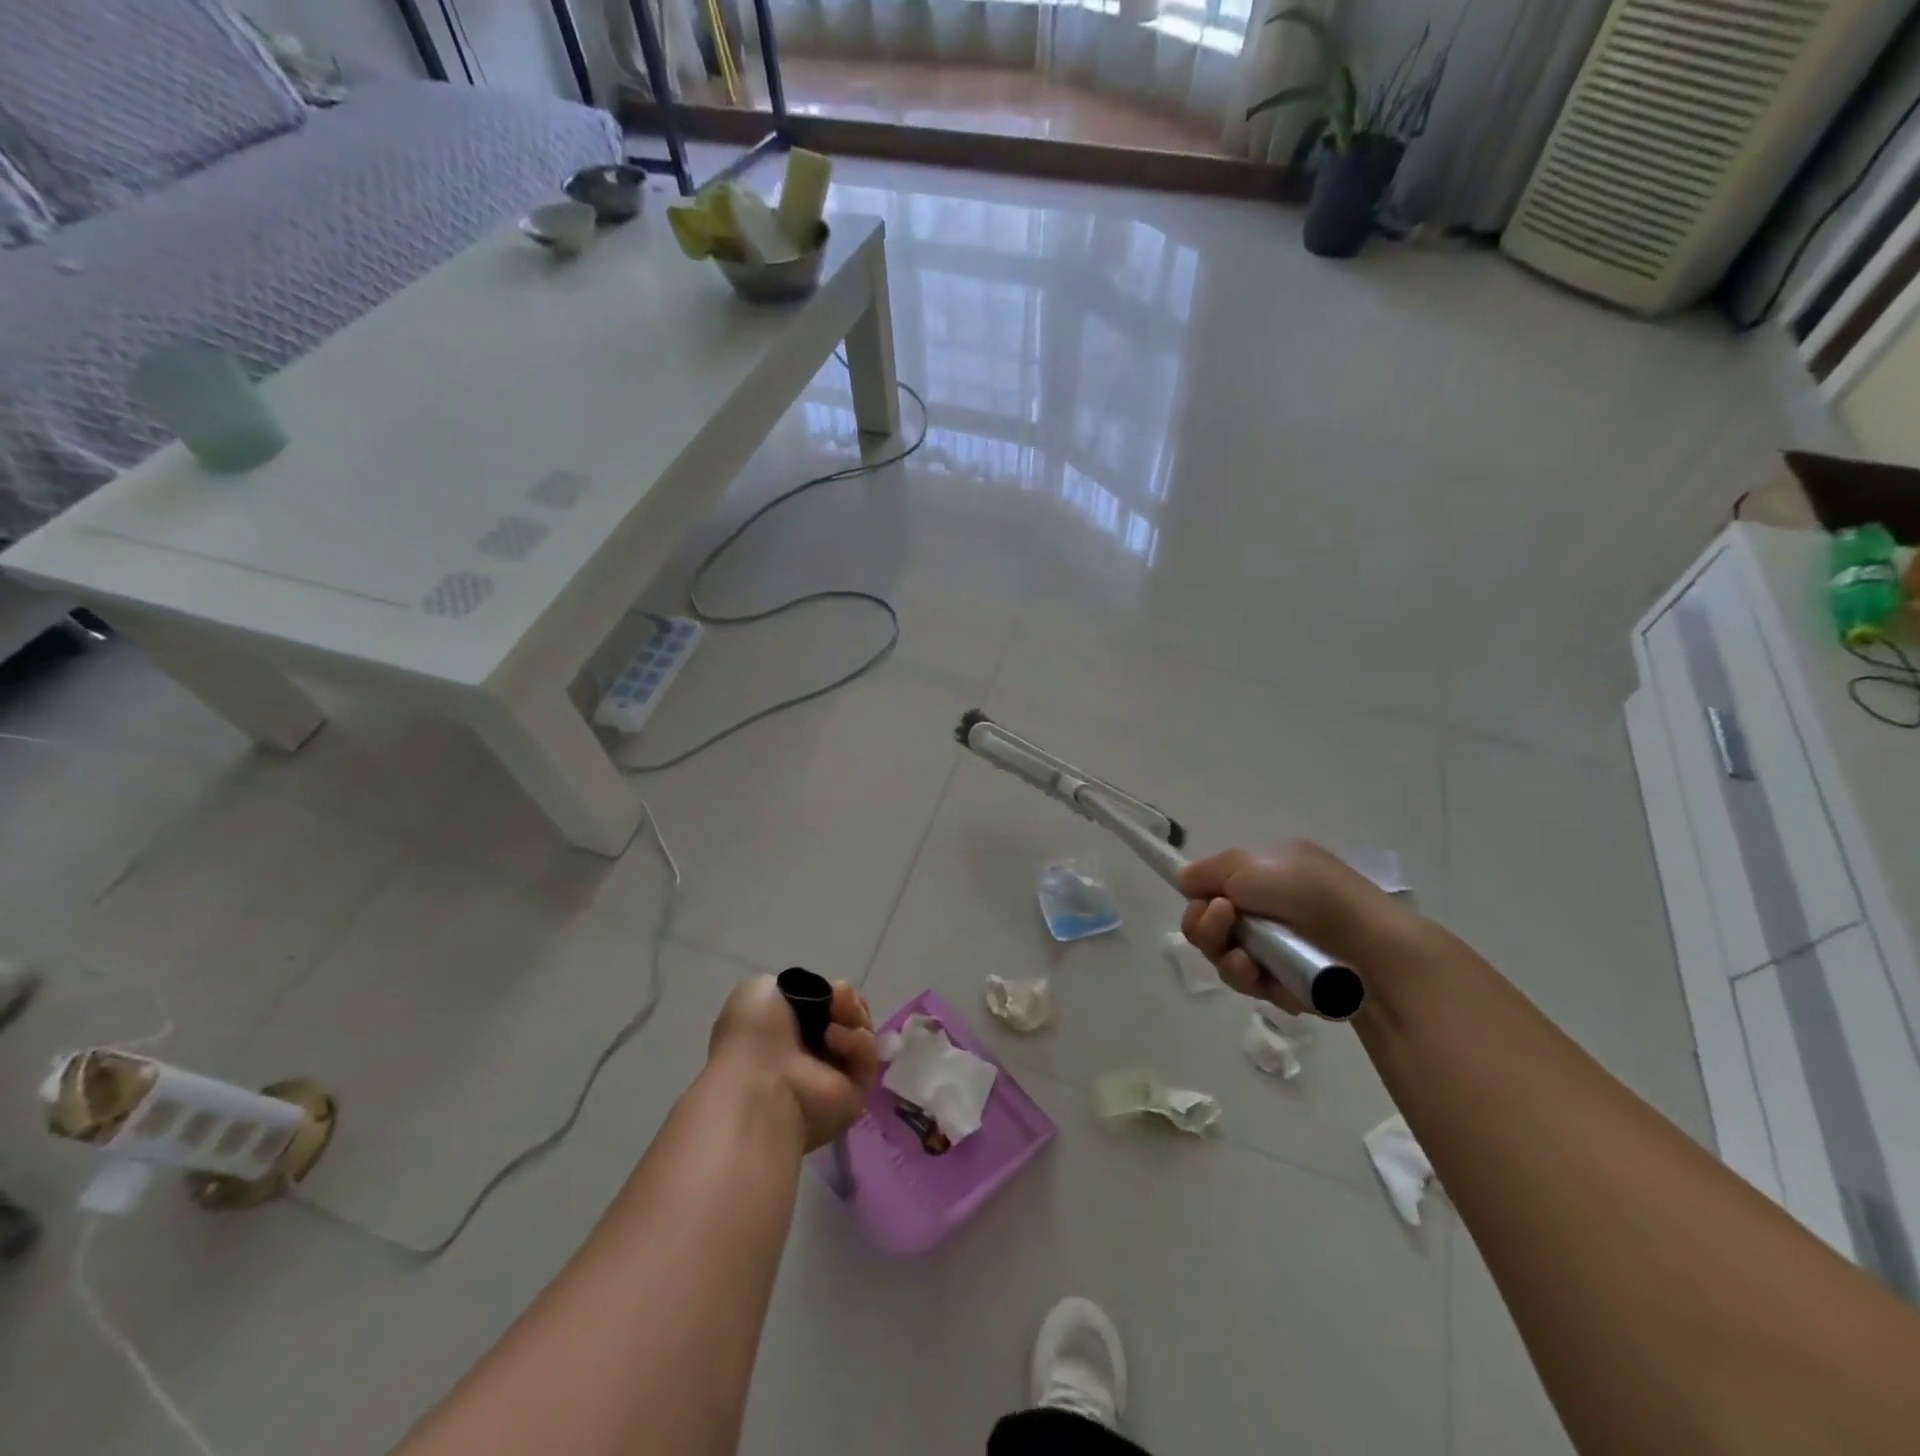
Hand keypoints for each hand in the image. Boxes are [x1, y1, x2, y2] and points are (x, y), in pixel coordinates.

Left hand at [707, 976, 879, 1150]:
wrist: (760, 1083)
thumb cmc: (753, 1036)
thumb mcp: (758, 992)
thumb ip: (791, 987)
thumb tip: (819, 998)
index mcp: (788, 1032)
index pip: (825, 1005)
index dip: (831, 992)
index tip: (828, 988)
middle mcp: (812, 1053)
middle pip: (850, 1015)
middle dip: (848, 1002)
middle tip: (837, 1000)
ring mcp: (835, 1073)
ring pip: (863, 1031)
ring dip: (852, 1016)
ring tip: (832, 1022)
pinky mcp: (856, 1090)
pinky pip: (867, 1056)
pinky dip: (854, 1041)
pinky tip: (832, 1039)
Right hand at [1177, 840, 1421, 1015]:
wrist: (1367, 946)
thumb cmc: (1308, 893)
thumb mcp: (1249, 864)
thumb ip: (1207, 871)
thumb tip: (1182, 880)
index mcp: (1265, 876)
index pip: (1214, 889)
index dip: (1200, 899)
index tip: (1202, 901)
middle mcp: (1267, 910)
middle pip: (1210, 926)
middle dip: (1206, 928)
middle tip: (1223, 922)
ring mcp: (1276, 949)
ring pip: (1224, 957)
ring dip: (1223, 955)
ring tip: (1243, 958)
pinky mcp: (1285, 984)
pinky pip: (1249, 983)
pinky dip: (1248, 979)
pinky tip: (1260, 976)